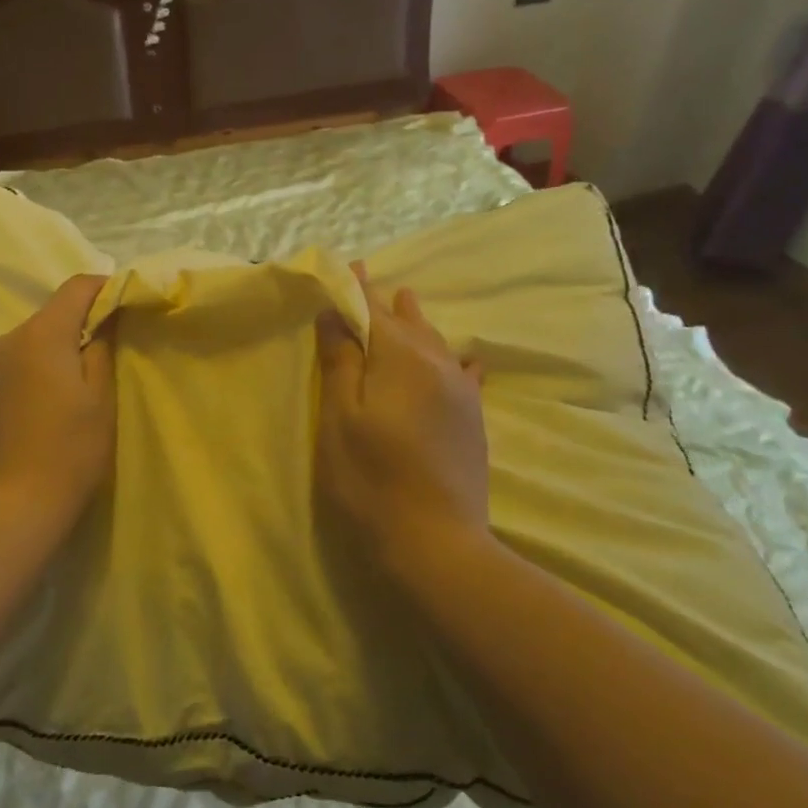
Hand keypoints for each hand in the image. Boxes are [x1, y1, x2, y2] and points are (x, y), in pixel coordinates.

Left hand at [0, 274, 115, 526]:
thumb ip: (102, 349)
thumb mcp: (101, 400)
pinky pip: (5, 369)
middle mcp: (3, 340)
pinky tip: (35, 411)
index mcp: (40, 335)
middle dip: (74, 329)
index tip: (121, 301)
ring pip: (24, 345)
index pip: (75, 288)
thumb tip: (102, 321)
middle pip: (47, 318)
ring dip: (47, 355)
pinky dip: (25, 375)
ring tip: (64, 393)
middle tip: (98, 359)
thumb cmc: (69, 451)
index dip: (102, 288)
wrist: (9, 508)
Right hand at [315, 267, 491, 562]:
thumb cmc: (371, 478)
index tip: (348, 265)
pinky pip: (461, 374)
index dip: (357, 289)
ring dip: (416, 322)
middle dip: (385, 302)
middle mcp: (437, 366)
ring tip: (408, 300)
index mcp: (400, 359)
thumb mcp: (340, 419)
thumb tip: (335, 314)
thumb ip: (340, 362)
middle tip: (370, 279)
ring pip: (436, 344)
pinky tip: (463, 360)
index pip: (374, 311)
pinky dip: (452, 358)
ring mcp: (461, 394)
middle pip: (407, 323)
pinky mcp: (472, 421)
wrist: (435, 542)